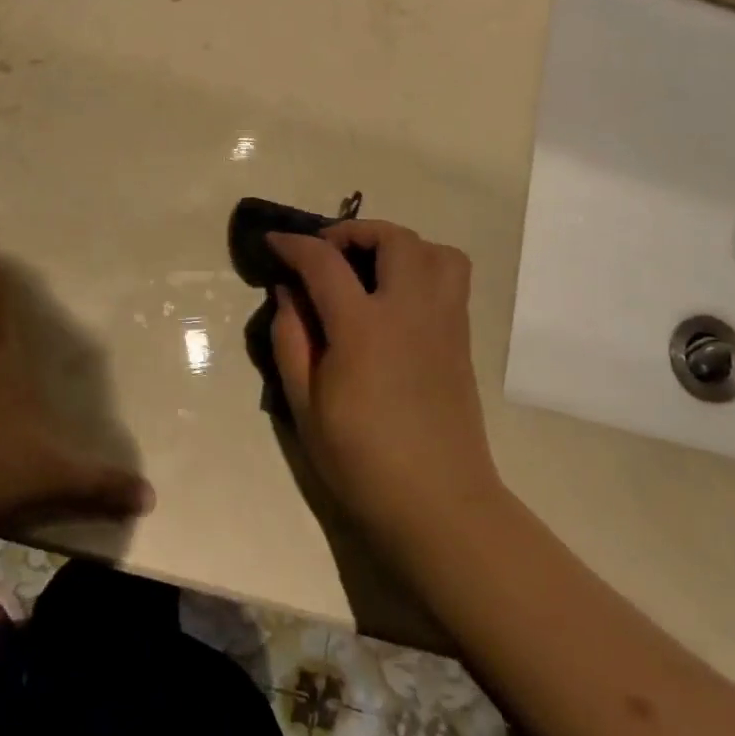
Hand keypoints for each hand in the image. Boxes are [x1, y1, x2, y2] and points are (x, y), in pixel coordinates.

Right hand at [267, 221, 501, 553]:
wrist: (439, 504)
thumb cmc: (361, 460)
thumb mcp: (304, 406)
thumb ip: (290, 340)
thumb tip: (288, 293)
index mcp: (364, 328)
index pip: (324, 263)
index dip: (294, 245)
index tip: (273, 242)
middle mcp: (410, 311)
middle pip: (392, 238)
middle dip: (352, 232)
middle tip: (326, 254)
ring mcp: (444, 322)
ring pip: (434, 250)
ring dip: (397, 244)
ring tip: (369, 269)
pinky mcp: (461, 338)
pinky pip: (451, 277)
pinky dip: (422, 266)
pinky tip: (395, 298)